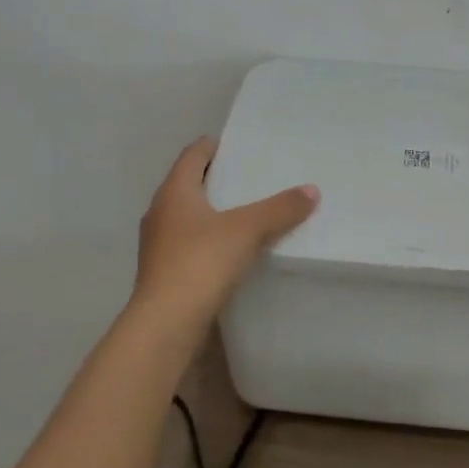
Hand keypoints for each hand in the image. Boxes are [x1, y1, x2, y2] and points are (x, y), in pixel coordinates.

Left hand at [131, 138, 318, 331]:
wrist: (166, 323)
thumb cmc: (201, 262)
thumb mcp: (247, 230)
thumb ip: (280, 208)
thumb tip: (311, 190)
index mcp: (174, 192)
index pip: (192, 156)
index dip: (211, 146)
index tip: (234, 144)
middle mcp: (159, 212)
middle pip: (187, 185)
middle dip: (214, 179)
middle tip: (247, 177)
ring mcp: (157, 245)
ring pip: (186, 217)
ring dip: (210, 212)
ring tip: (243, 213)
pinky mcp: (162, 272)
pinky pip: (187, 244)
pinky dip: (207, 240)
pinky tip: (229, 250)